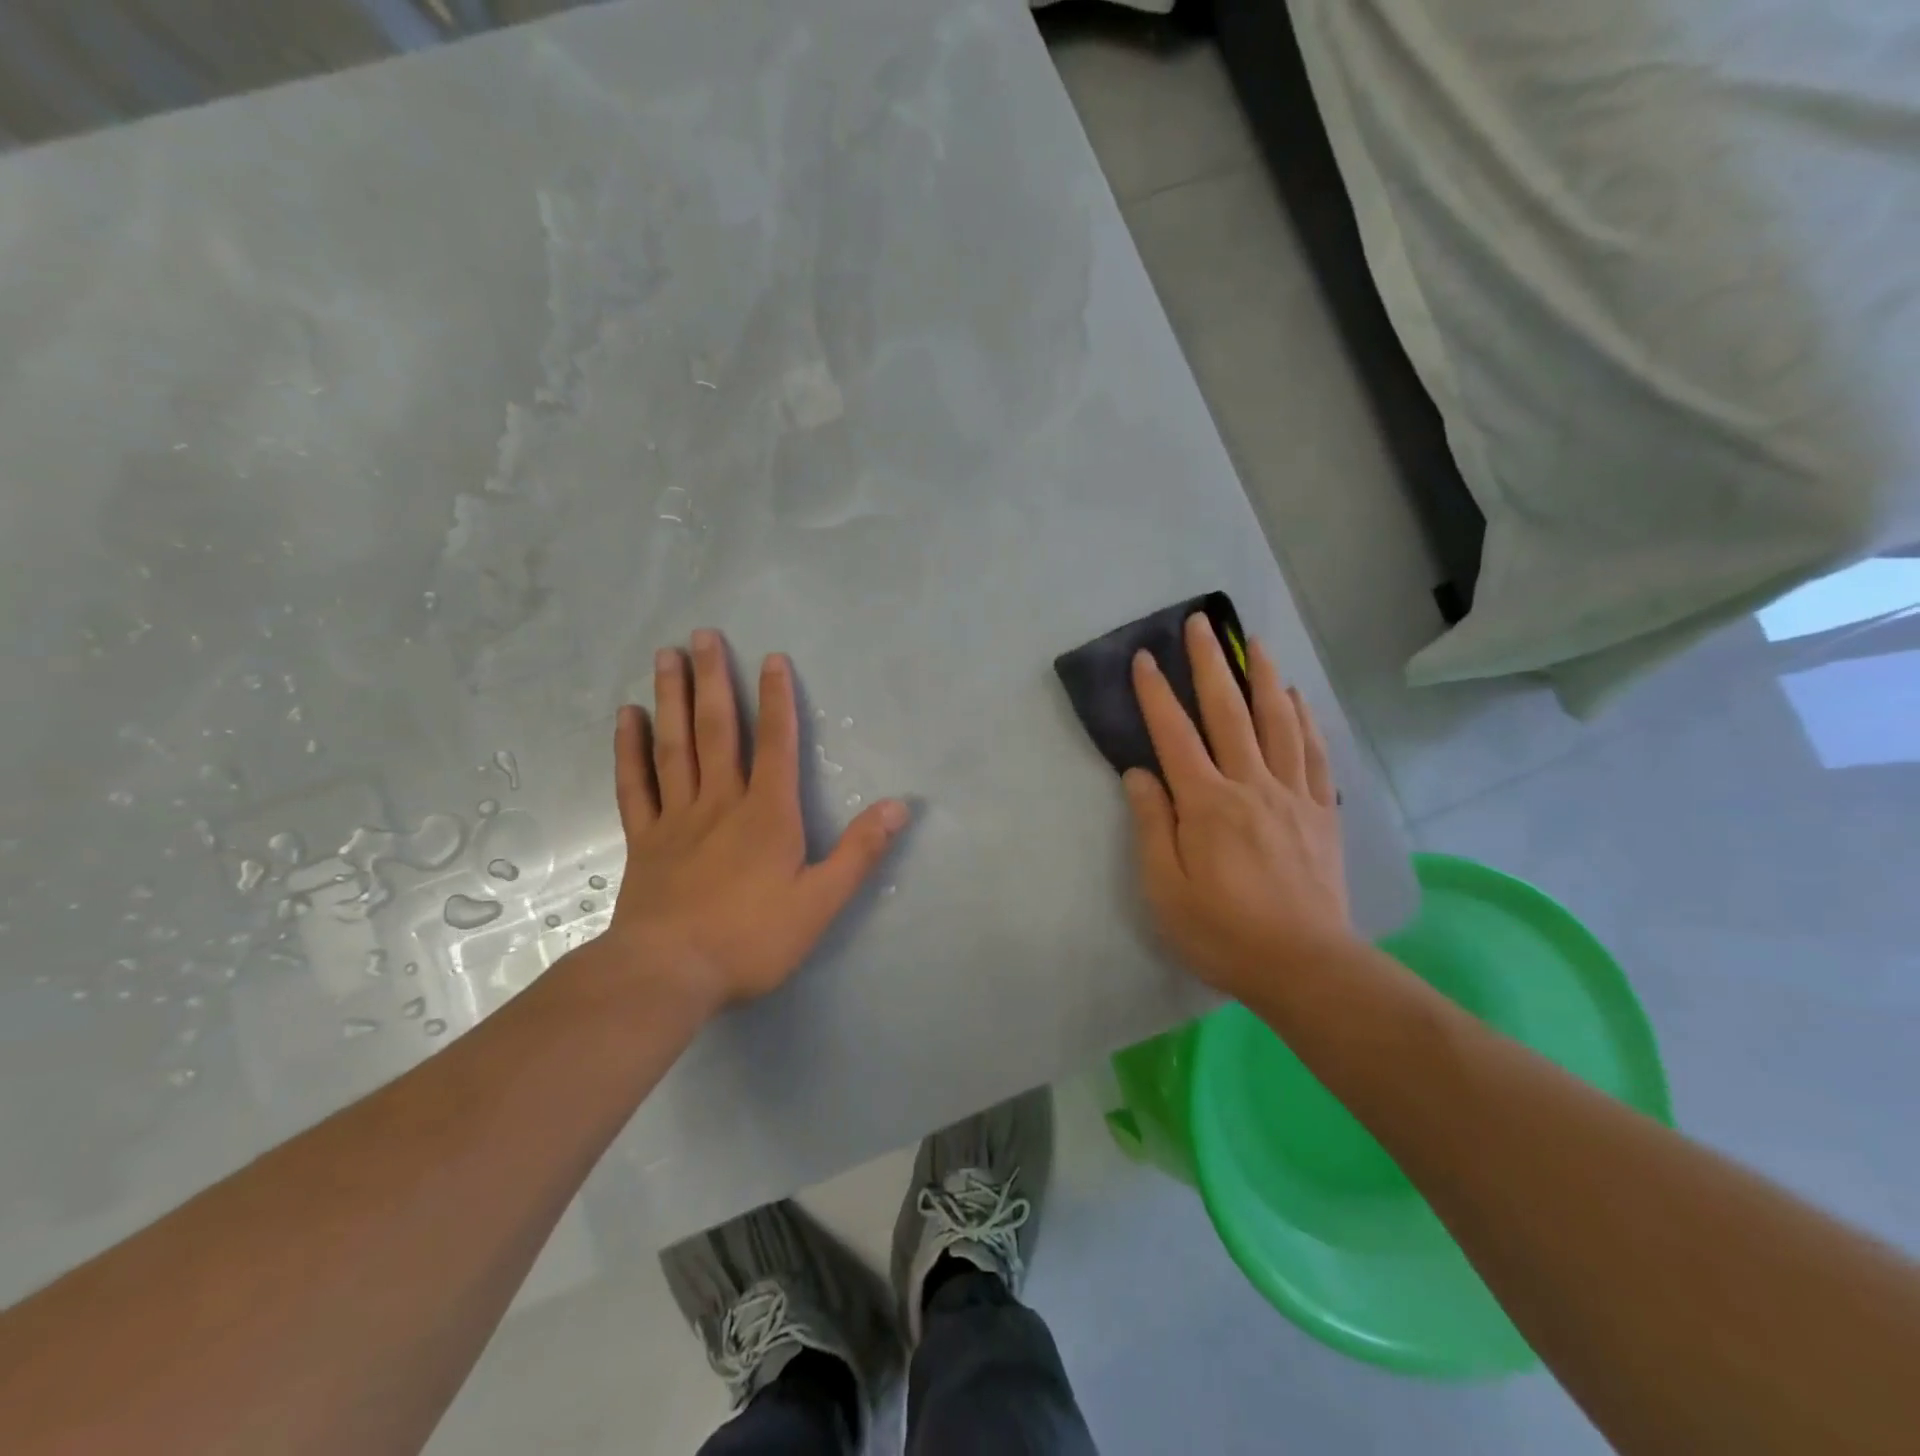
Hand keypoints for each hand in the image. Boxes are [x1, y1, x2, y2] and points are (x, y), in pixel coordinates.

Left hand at [598, 629, 909, 1014]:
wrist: (668, 975)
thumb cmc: (751, 939)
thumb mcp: (821, 903)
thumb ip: (860, 852)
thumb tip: (900, 807)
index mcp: (767, 814)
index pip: (776, 743)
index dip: (776, 699)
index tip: (771, 657)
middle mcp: (720, 802)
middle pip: (717, 730)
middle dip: (713, 680)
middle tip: (702, 634)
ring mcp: (676, 819)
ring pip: (674, 746)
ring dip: (672, 698)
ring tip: (666, 656)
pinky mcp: (645, 841)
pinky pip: (635, 785)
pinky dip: (630, 749)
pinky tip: (627, 717)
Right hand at [1122, 613, 1354, 1002]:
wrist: (1304, 966)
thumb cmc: (1222, 932)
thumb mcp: (1164, 888)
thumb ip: (1151, 825)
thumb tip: (1139, 774)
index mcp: (1206, 804)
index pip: (1174, 735)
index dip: (1156, 694)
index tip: (1144, 658)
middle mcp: (1250, 786)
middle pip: (1228, 712)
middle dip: (1210, 664)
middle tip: (1200, 623)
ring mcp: (1292, 795)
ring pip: (1277, 722)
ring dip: (1264, 677)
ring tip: (1255, 642)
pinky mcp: (1321, 812)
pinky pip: (1313, 754)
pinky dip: (1304, 719)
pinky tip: (1298, 699)